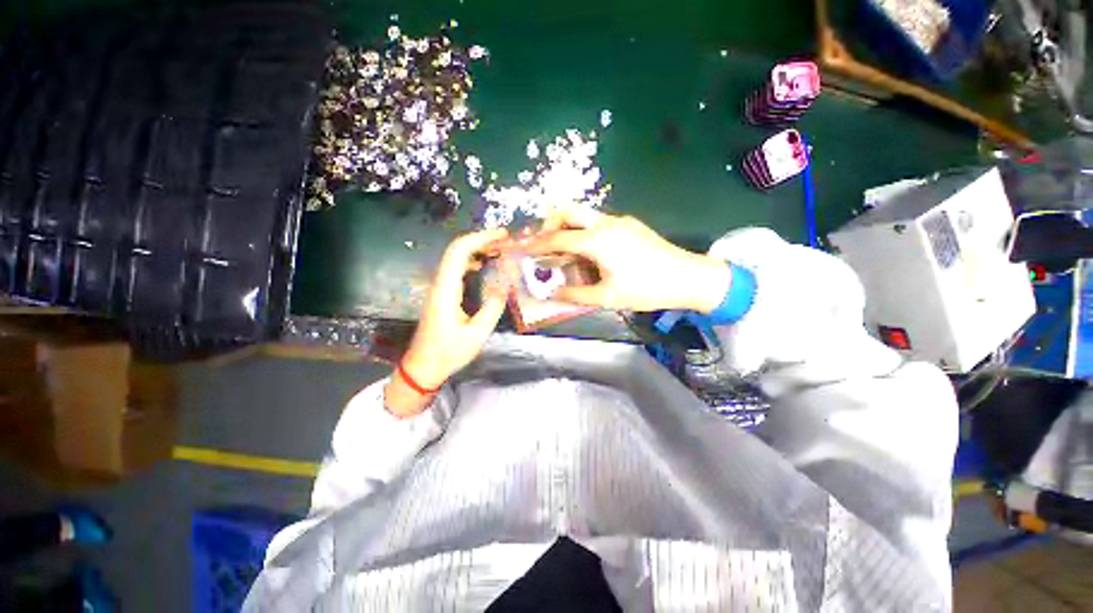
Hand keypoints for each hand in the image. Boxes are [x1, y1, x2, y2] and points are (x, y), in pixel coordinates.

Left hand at [385, 229, 510, 416]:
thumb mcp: (477, 333)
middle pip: (457, 249)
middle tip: (506, 240)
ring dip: (477, 249)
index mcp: (446, 289)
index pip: (459, 251)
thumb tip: (506, 284)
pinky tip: (485, 265)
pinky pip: (456, 269)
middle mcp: (440, 283)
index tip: (502, 235)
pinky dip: (473, 261)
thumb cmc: (449, 352)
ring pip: (456, 258)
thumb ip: (493, 307)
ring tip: (500, 250)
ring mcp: (439, 287)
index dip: (481, 238)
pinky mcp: (442, 293)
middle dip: (481, 240)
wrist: (423, 366)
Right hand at [521, 209, 730, 312]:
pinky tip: (588, 253)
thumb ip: (575, 295)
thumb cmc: (646, 289)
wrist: (687, 277)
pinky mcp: (629, 225)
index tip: (524, 248)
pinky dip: (584, 232)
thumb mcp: (607, 297)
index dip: (538, 244)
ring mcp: (620, 221)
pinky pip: (598, 223)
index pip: (558, 238)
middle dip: (550, 223)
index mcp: (598, 241)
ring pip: (584, 215)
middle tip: (543, 243)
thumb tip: (551, 293)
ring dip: (568, 228)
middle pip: (569, 211)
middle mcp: (606, 224)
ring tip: (563, 251)